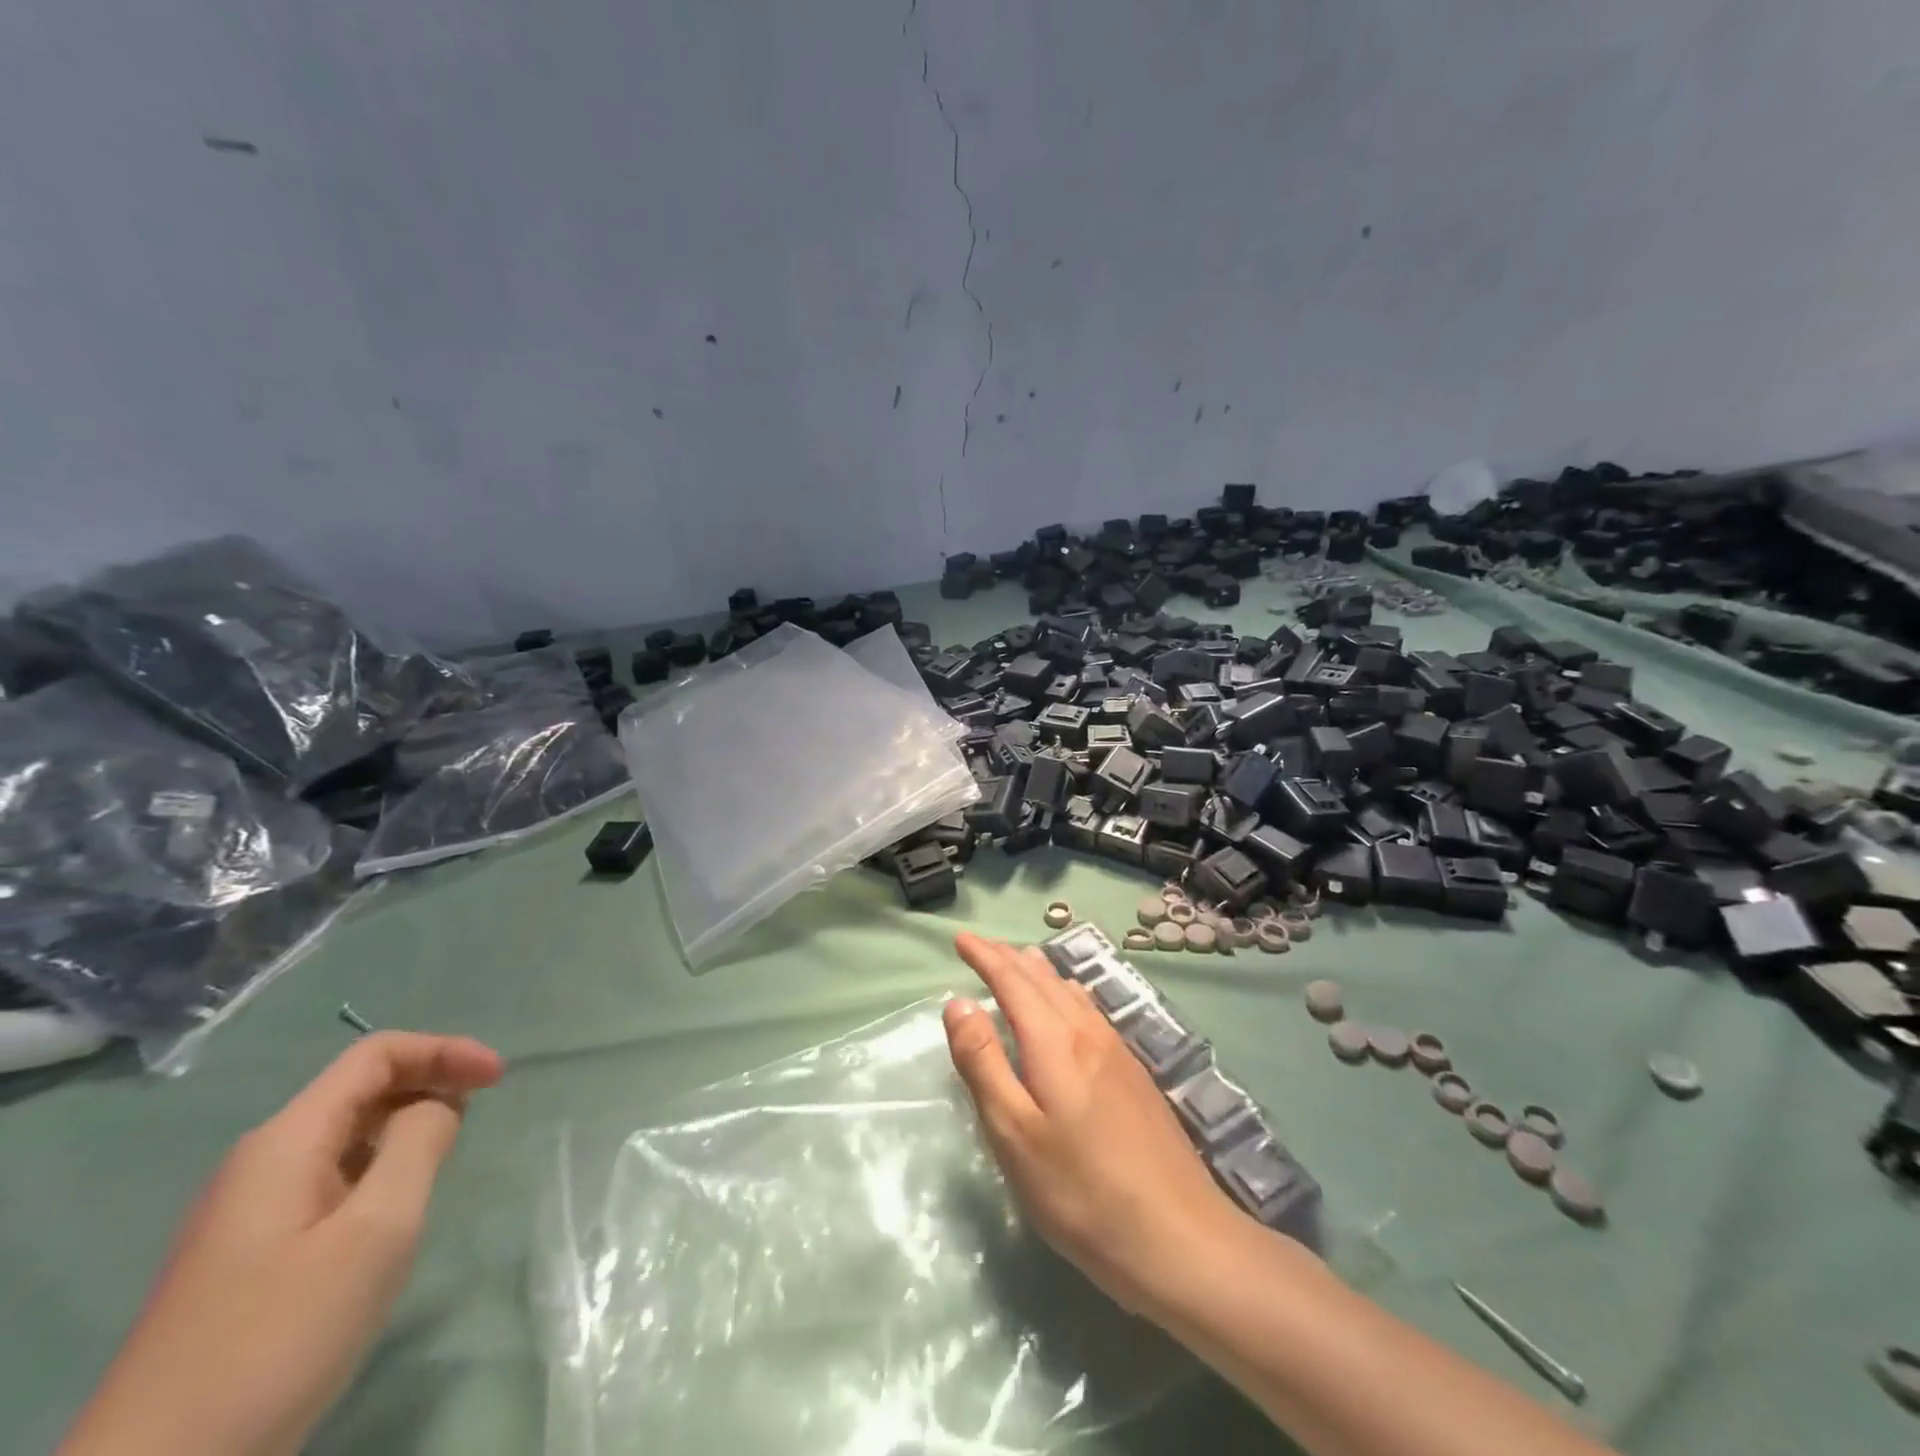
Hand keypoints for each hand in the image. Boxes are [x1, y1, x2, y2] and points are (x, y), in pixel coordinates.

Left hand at [60, 1032, 503, 1455]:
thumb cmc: (281, 1333)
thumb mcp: (376, 1229)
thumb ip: (418, 1145)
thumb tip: (437, 1104)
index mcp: (286, 1142)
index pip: (376, 1055)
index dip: (445, 1050)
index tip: (500, 1077)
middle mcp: (262, 1161)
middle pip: (360, 1089)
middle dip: (429, 1083)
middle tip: (483, 1110)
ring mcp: (248, 1211)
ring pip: (345, 1136)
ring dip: (406, 1126)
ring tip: (451, 1151)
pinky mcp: (249, 1253)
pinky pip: (330, 1178)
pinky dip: (380, 1166)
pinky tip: (397, 1206)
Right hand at [943, 932, 1238, 1317]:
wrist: (1179, 1237)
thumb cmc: (1080, 1191)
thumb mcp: (1014, 1133)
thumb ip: (983, 1063)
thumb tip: (958, 1003)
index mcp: (1054, 1041)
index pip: (1011, 981)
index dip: (984, 956)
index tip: (960, 939)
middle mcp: (1087, 1032)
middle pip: (1042, 979)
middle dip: (1008, 957)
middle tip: (981, 946)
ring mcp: (1117, 1051)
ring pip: (1070, 992)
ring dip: (1039, 972)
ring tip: (1020, 960)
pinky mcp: (1134, 1074)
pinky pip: (1091, 1011)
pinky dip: (1067, 993)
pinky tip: (1072, 1004)